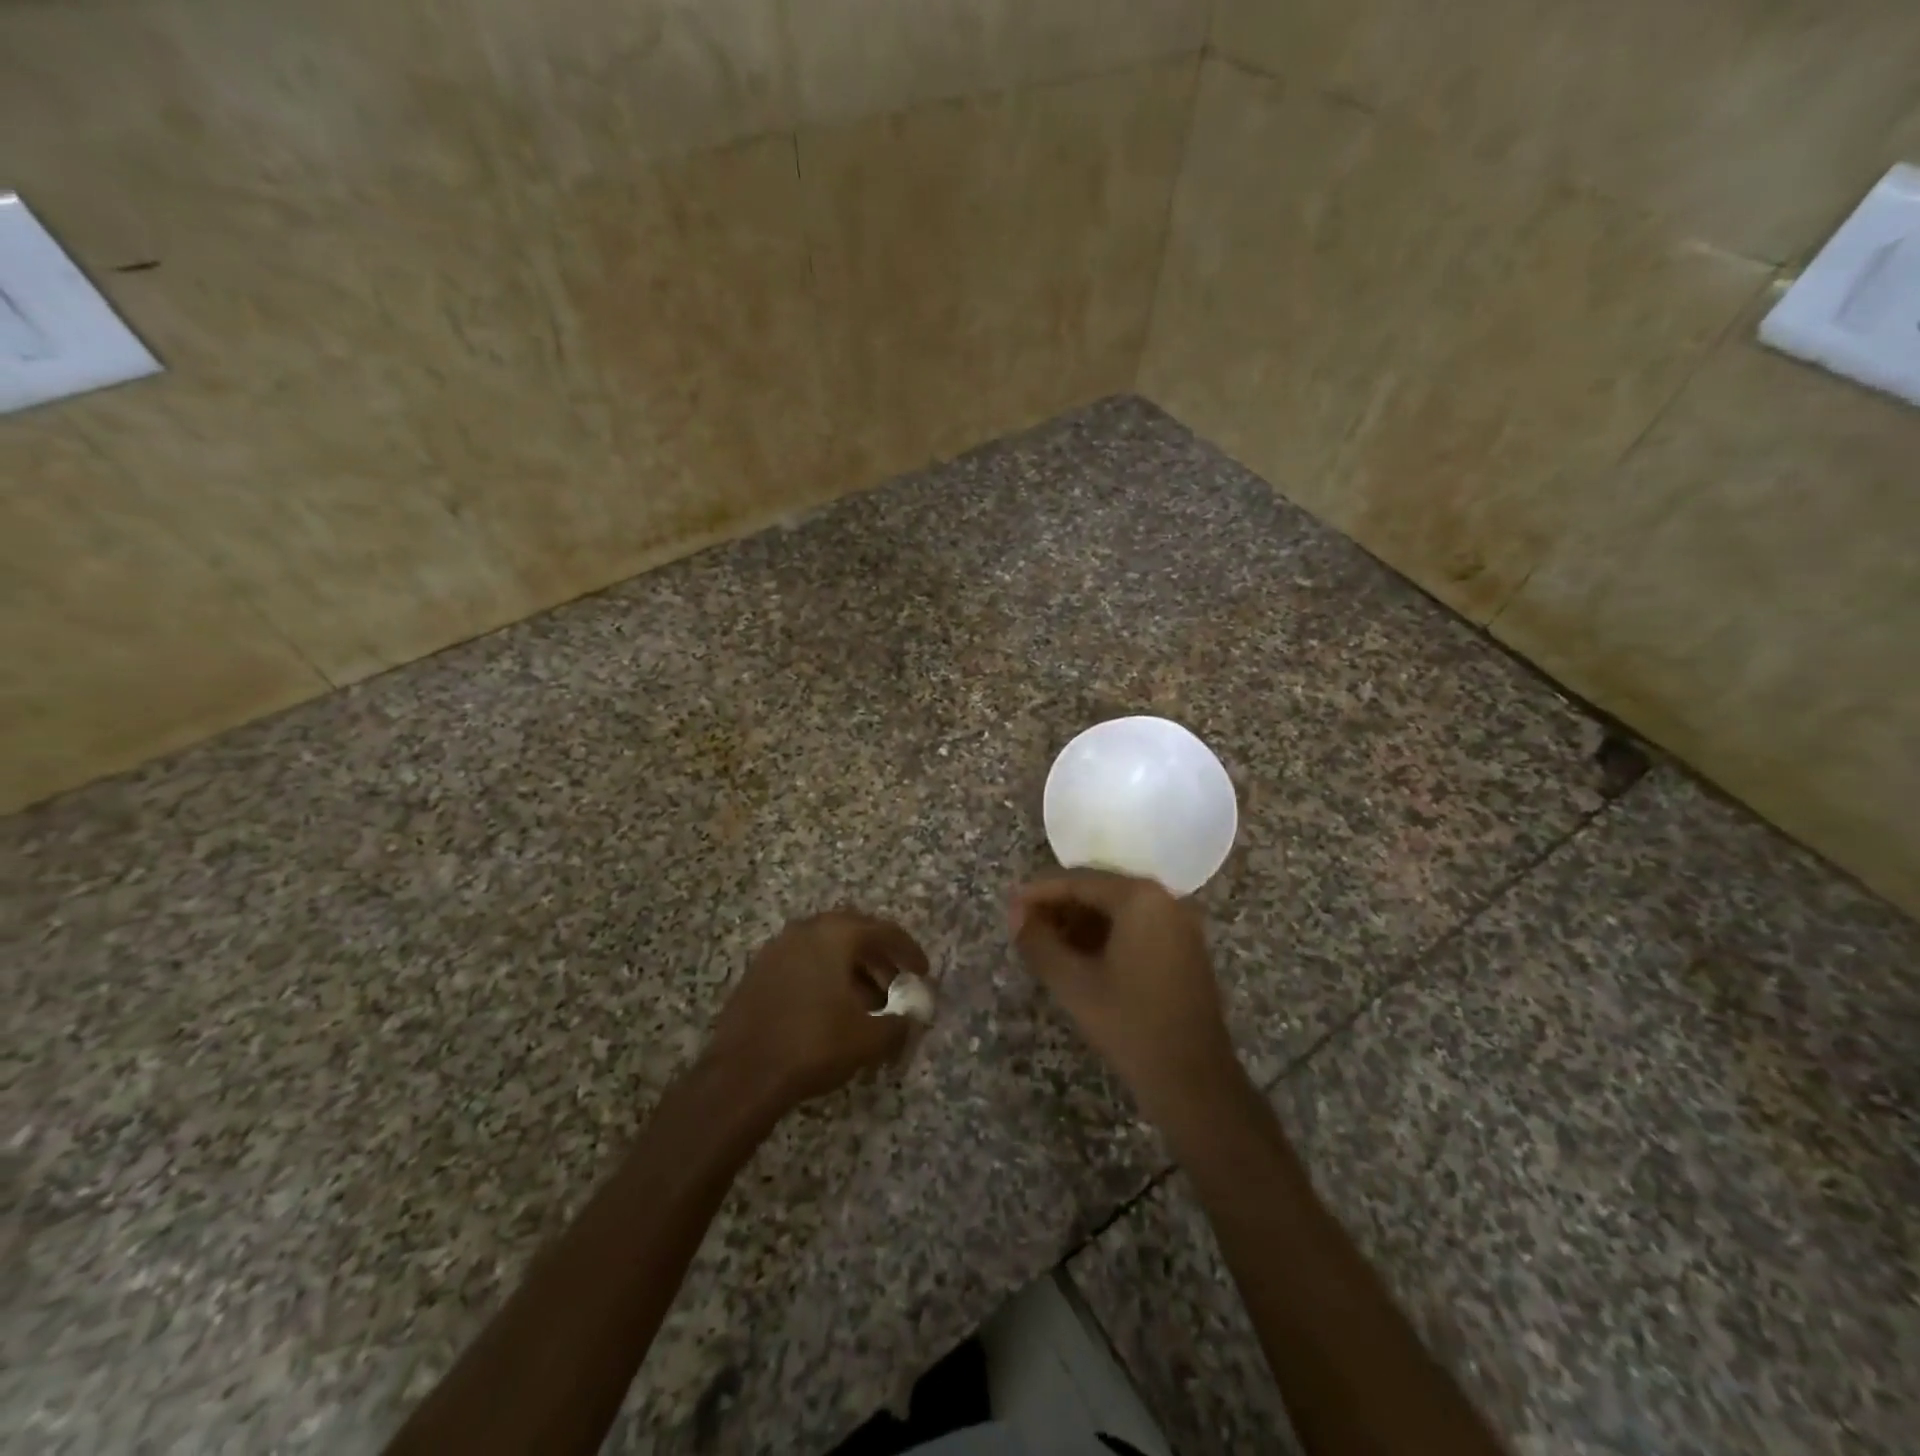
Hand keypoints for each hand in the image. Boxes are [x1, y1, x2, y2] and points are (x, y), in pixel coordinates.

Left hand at [707, 910, 926, 1109]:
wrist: (742, 1075)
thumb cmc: (813, 1045)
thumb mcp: (868, 1038)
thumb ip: (899, 1024)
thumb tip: (912, 1020)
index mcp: (835, 934)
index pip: (884, 931)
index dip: (908, 951)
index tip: (923, 972)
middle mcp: (805, 930)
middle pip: (853, 934)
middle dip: (879, 958)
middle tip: (896, 984)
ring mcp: (777, 950)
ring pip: (826, 950)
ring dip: (851, 970)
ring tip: (868, 1004)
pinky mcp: (758, 973)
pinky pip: (803, 964)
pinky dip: (824, 979)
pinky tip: (832, 1011)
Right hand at [1011, 872, 1240, 1120]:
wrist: (1194, 1081)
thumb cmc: (1129, 1024)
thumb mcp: (1072, 983)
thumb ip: (1038, 942)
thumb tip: (1016, 916)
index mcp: (1140, 897)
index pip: (1078, 881)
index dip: (1039, 894)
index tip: (1010, 909)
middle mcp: (1165, 899)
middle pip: (1099, 891)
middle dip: (1059, 908)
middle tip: (1024, 930)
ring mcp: (1179, 924)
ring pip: (1117, 910)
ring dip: (1080, 923)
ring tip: (1046, 947)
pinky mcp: (1185, 948)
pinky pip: (1136, 927)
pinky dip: (1105, 936)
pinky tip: (1080, 959)